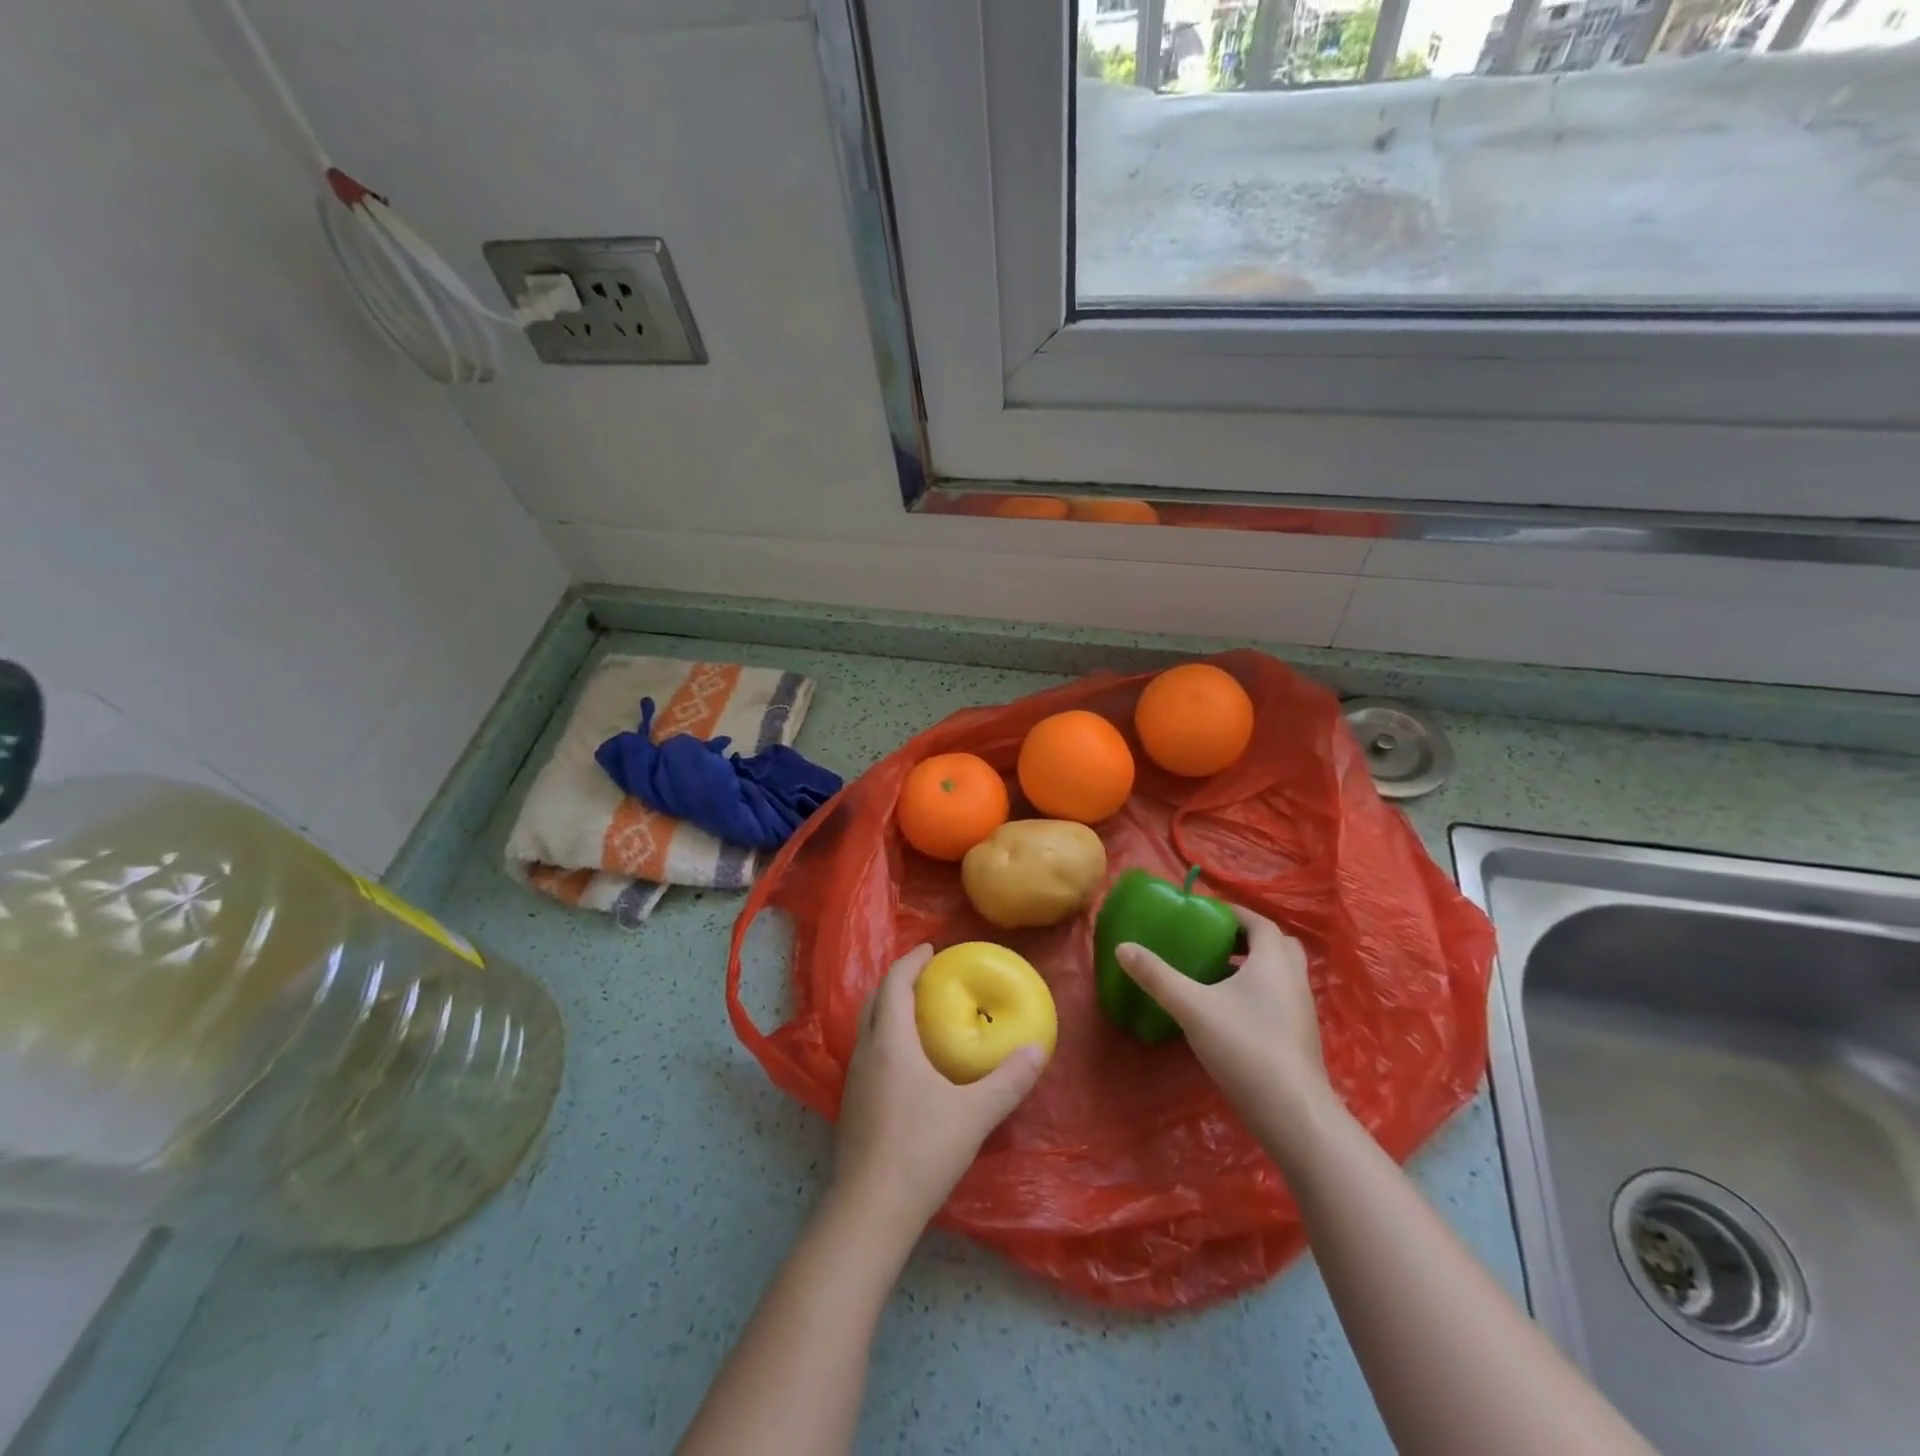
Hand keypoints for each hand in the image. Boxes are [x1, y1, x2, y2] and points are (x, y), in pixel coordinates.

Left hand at [831, 944, 1048, 1235]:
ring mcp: (854, 1081)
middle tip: (926, 977)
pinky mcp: (852, 1107)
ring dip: (889, 1011)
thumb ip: (1009, 1080)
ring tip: (919, 1014)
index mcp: (891, 1042)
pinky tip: (908, 1063)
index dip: (911, 961)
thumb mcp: (974, 1114)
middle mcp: (866, 1053)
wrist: (870, 1211)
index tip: (931, 949)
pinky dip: (885, 1038)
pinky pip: (868, 1053)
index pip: (895, 984)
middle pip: (875, 1001)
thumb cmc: (922, 1151)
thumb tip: (1038, 1048)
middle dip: (898, 981)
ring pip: (868, 1028)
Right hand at [1117, 903, 1327, 1115]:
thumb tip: (1122, 947)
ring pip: (1280, 974)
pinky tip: (1228, 1012)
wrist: (1292, 1113)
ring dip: (1253, 966)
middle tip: (1213, 941)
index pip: (1258, 922)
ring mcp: (1301, 1011)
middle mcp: (1294, 979)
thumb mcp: (1191, 1006)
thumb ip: (1156, 976)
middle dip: (1246, 938)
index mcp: (1273, 960)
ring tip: (1215, 974)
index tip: (1204, 913)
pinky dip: (1258, 992)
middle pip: (1276, 945)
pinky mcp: (1299, 1038)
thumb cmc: (1244, 1046)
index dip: (1233, 913)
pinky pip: (1279, 998)